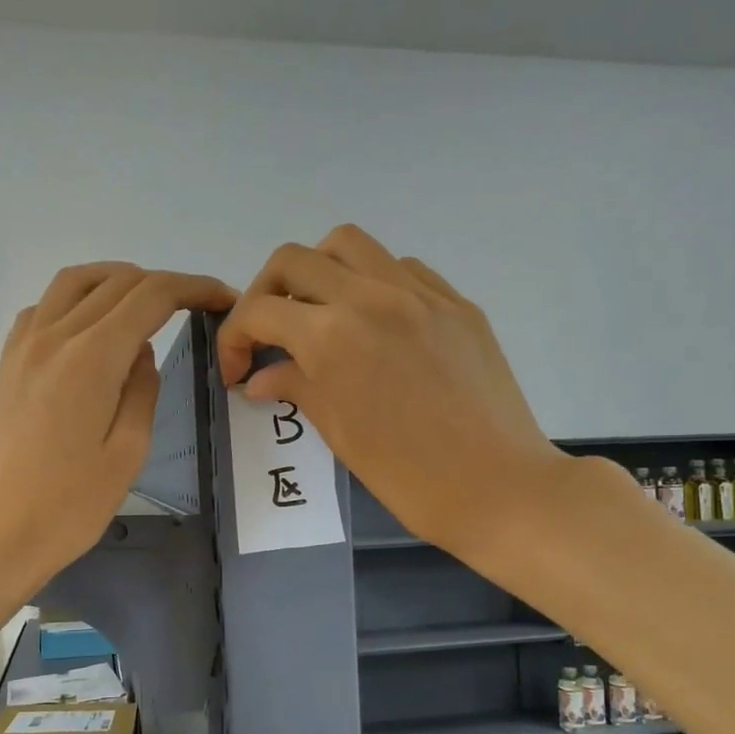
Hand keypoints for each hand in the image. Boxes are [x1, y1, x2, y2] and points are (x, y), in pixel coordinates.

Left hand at [0, 262, 236, 591]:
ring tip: (145, 304)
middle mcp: (53, 336)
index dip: (194, 287)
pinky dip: (76, 301)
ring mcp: (22, 348)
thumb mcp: (129, 453)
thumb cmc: (70, 507)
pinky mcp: (6, 365)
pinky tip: (91, 330)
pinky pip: (42, 308)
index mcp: (92, 358)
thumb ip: (142, 390)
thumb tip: (141, 352)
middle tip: (195, 305)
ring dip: (116, 280)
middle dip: (163, 283)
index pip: (151, 295)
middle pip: (115, 281)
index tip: (223, 298)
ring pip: (73, 282)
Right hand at [216, 226, 562, 559]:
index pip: (259, 311)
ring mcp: (420, 293)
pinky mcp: (456, 303)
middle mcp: (371, 296)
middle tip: (270, 334)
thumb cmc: (409, 477)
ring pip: (349, 245)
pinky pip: (401, 268)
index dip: (234, 338)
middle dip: (266, 293)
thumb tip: (260, 376)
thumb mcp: (339, 434)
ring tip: (320, 314)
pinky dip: (372, 283)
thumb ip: (296, 388)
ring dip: (319, 271)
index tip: (237, 369)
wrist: (500, 488)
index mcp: (332, 336)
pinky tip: (376, 323)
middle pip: (294, 260)